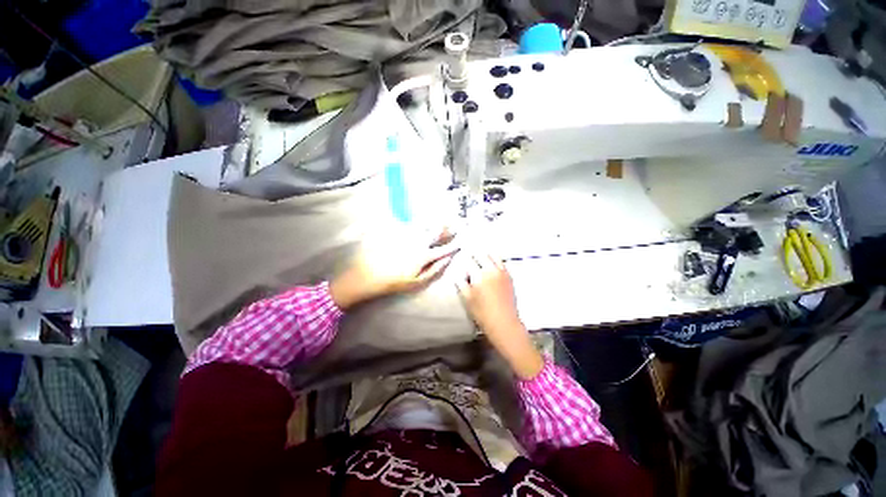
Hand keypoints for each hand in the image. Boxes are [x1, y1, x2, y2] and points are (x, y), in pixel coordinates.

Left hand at [330, 231, 458, 309]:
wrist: (367, 275)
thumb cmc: (394, 282)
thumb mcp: (417, 282)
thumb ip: (434, 270)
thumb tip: (447, 260)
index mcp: (424, 255)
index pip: (443, 249)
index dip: (454, 245)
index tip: (461, 241)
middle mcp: (417, 242)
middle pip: (435, 231)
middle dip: (446, 227)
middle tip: (452, 223)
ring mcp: (405, 235)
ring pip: (424, 224)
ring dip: (434, 221)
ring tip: (440, 219)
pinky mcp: (394, 231)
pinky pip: (409, 223)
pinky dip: (417, 221)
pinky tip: (420, 220)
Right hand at [456, 254, 543, 378]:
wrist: (504, 322)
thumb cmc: (482, 313)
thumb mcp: (467, 298)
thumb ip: (461, 283)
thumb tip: (457, 272)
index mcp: (479, 275)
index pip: (469, 260)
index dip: (464, 256)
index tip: (460, 254)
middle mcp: (491, 270)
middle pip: (481, 254)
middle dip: (474, 253)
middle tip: (469, 253)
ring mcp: (502, 272)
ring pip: (493, 255)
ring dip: (485, 253)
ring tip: (480, 255)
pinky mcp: (509, 276)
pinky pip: (501, 262)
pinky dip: (495, 259)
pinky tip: (491, 261)